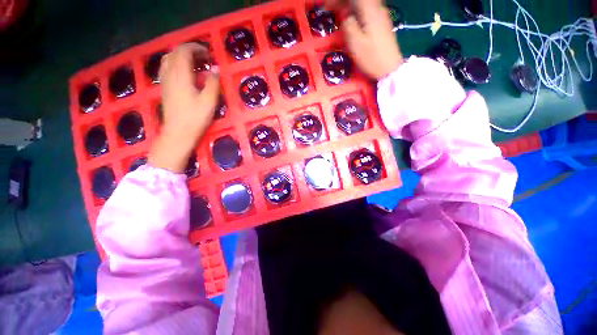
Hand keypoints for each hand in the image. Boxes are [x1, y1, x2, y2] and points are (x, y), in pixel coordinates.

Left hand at [149, 43, 219, 173]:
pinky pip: (166, 67)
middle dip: (190, 51)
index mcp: (181, 75)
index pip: (184, 51)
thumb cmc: (195, 118)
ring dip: (182, 56)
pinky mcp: (164, 87)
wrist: (178, 133)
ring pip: (169, 59)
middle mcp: (170, 74)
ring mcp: (165, 80)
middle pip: (176, 53)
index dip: (197, 48)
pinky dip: (175, 64)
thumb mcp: (209, 101)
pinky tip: (184, 72)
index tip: (209, 55)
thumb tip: (215, 69)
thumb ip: (212, 83)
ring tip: (195, 64)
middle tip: (205, 60)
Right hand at [327, 0, 403, 79]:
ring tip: (338, 13)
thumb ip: (348, 26)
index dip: (339, 0)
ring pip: (363, 4)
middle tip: (330, 8)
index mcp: (370, 11)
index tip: (327, 6)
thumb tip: (345, 17)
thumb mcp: (356, 44)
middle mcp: (377, 8)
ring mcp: (380, 15)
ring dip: (349, 6)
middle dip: (343, 3)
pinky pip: (366, 10)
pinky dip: (356, 11)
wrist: (389, 68)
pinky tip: (350, 18)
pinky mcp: (381, 22)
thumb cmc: (371, 57)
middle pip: (359, 0)